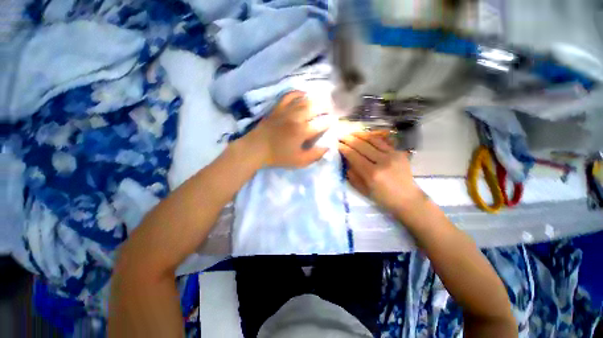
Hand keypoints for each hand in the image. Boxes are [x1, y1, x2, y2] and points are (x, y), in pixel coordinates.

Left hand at [248, 91, 330, 167]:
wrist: (256, 149)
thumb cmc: (278, 156)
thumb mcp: (299, 161)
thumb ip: (315, 155)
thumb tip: (327, 147)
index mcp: (302, 131)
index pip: (322, 123)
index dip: (330, 122)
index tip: (333, 122)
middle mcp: (296, 117)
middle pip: (315, 107)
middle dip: (326, 107)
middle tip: (329, 110)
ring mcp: (286, 110)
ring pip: (305, 100)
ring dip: (316, 99)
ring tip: (321, 101)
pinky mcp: (277, 108)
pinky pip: (289, 95)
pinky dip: (298, 93)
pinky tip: (303, 95)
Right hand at [339, 132, 422, 212]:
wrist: (407, 198)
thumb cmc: (382, 198)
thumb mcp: (363, 189)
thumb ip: (352, 174)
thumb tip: (346, 160)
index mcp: (372, 174)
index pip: (354, 155)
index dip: (343, 148)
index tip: (336, 144)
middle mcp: (382, 161)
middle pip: (362, 145)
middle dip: (349, 139)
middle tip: (340, 136)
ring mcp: (392, 155)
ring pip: (372, 140)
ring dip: (359, 135)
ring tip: (350, 133)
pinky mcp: (398, 152)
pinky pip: (382, 141)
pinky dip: (371, 137)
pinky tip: (364, 136)